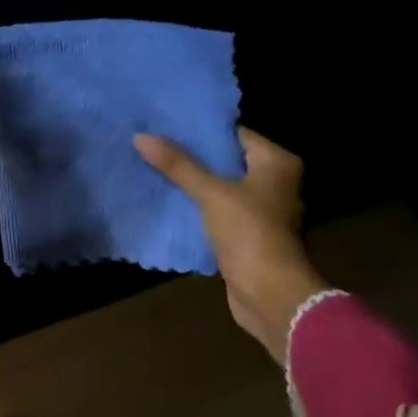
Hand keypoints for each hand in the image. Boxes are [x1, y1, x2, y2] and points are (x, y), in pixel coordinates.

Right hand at [135, 127, 330, 362]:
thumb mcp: (211, 193)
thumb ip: (178, 165)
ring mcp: (260, 209)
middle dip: (190, 154)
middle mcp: (273, 182)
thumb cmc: (250, 233)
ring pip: (217, 185)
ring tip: (151, 164)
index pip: (235, 133)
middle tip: (152, 141)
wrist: (269, 294)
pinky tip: (163, 196)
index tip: (166, 122)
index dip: (201, 128)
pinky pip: (214, 209)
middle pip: (225, 159)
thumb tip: (141, 136)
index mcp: (276, 163)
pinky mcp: (245, 232)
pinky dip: (193, 203)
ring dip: (189, 180)